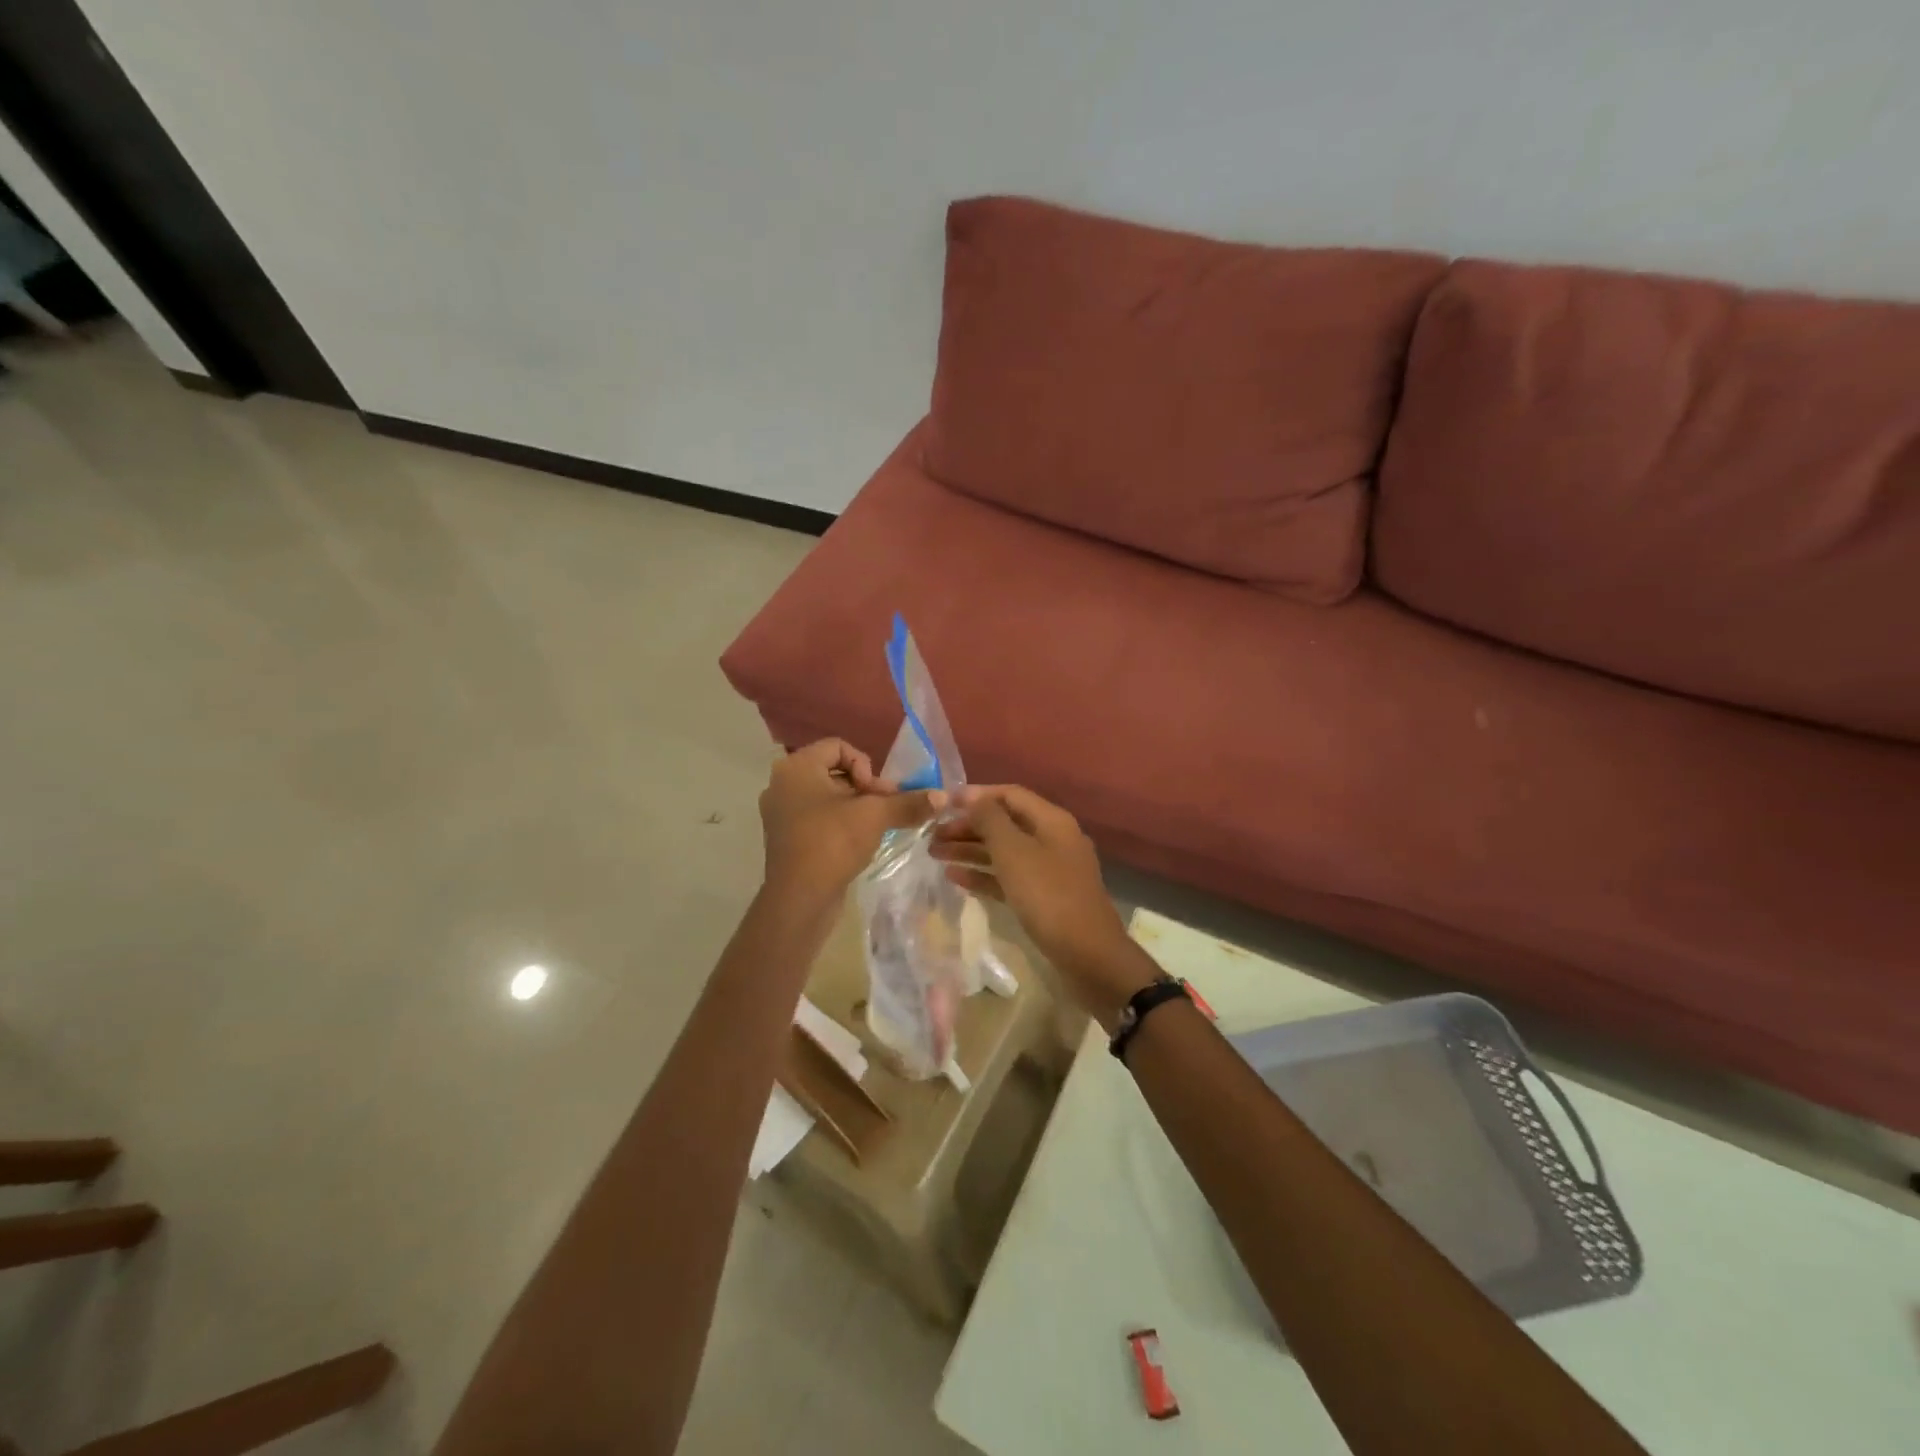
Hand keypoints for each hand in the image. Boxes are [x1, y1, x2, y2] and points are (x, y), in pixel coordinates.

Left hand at [759, 739, 942, 908]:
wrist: (799, 898)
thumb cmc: (832, 843)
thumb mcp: (875, 816)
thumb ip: (908, 802)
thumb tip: (942, 797)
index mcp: (797, 767)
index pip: (839, 747)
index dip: (865, 765)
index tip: (876, 793)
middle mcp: (783, 783)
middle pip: (834, 771)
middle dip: (865, 788)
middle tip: (885, 810)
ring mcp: (781, 812)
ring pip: (827, 796)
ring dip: (856, 807)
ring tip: (876, 826)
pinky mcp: (786, 837)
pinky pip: (818, 817)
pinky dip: (840, 823)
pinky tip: (858, 841)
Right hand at [931, 785, 1157, 1025]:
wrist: (1088, 955)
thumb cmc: (1048, 896)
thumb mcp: (1014, 853)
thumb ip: (990, 820)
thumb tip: (973, 797)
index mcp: (1051, 821)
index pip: (1010, 794)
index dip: (976, 795)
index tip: (942, 803)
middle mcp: (1052, 839)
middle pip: (1005, 824)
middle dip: (968, 826)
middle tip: (932, 835)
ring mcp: (1049, 870)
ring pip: (1004, 852)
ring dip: (970, 850)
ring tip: (934, 854)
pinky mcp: (1043, 897)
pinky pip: (1008, 878)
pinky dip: (983, 875)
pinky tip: (955, 878)